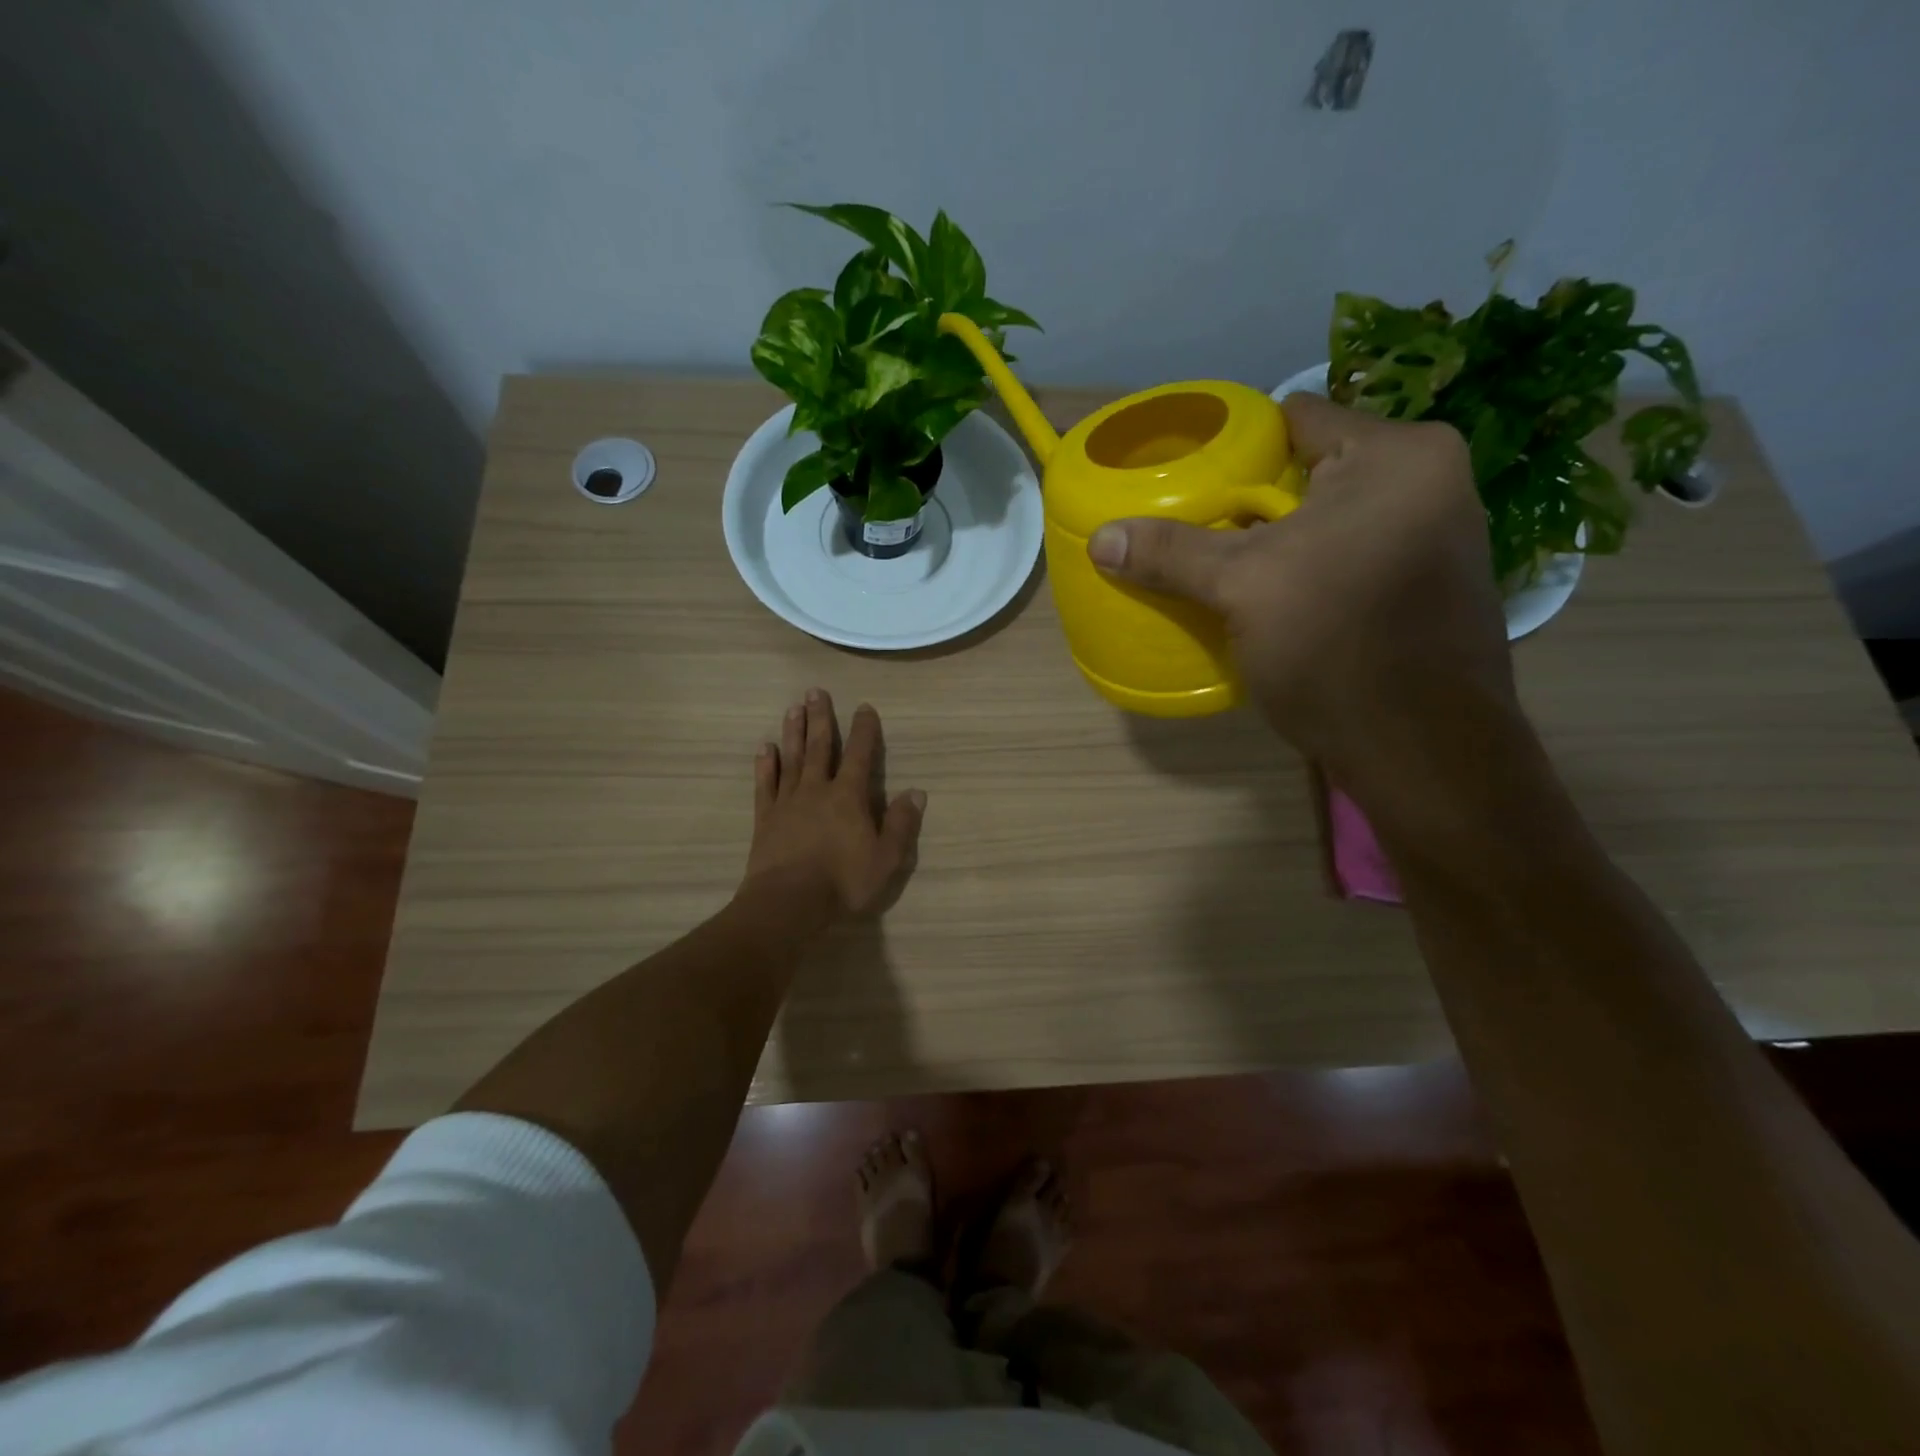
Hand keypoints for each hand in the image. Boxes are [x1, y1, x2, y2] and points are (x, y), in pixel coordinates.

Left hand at [741, 689, 924, 928]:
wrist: (788, 903)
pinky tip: (765, 748)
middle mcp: (817, 790)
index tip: (864, 707)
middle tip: (815, 691)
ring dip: (793, 732)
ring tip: (793, 708)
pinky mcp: (765, 818)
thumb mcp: (886, 858)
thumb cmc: (843, 882)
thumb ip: (901, 824)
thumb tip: (916, 792)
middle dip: (820, 718)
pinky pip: (765, 784)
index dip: (864, 730)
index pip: (859, 755)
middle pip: (819, 747)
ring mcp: (788, 802)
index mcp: (848, 797)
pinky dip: (765, 765)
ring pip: (791, 758)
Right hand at [1086, 394, 1513, 779]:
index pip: (1295, 419)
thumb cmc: (1335, 645)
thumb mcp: (1242, 589)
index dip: (1234, 446)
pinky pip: (1351, 557)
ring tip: (1222, 564)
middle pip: (1312, 473)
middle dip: (1252, 501)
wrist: (1422, 751)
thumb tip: (1100, 538)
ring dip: (1279, 541)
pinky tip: (1272, 600)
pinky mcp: (1427, 589)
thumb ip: (1171, 553)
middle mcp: (1431, 483)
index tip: (1188, 477)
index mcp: (1397, 456)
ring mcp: (1437, 538)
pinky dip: (1310, 569)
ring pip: (1331, 520)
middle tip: (1195, 526)